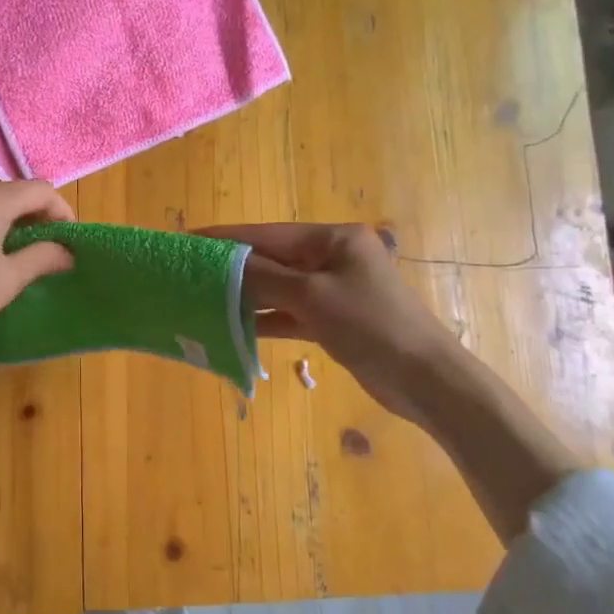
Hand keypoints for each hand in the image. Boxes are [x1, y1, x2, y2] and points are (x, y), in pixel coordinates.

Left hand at [0, 182, 75, 355]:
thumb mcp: (5, 281)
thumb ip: (41, 258)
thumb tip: (67, 251)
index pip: (40, 190)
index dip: (62, 212)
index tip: (68, 242)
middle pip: (11, 193)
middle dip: (34, 217)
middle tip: (43, 250)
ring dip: (5, 222)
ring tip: (9, 256)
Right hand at [201, 223, 471, 425]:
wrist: (425, 379)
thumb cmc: (370, 325)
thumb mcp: (312, 297)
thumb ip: (264, 278)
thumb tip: (221, 264)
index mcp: (332, 238)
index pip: (267, 233)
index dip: (226, 238)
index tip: (188, 240)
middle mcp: (332, 257)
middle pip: (272, 259)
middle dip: (233, 269)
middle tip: (189, 275)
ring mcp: (333, 289)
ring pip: (279, 288)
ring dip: (246, 296)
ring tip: (203, 299)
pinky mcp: (333, 319)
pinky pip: (290, 312)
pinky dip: (266, 319)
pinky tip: (234, 326)